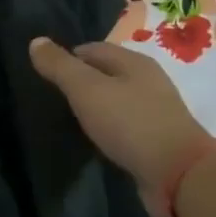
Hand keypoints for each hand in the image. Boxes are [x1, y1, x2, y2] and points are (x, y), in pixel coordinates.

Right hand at [29, 38, 213, 194]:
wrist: (179, 176)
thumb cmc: (130, 123)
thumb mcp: (87, 90)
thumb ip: (60, 66)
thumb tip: (36, 41)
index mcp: (134, 61)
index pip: (92, 49)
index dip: (67, 58)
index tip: (44, 75)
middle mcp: (148, 81)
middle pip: (106, 73)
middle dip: (81, 82)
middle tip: (53, 98)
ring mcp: (155, 111)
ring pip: (116, 100)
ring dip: (95, 107)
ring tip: (69, 120)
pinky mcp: (157, 140)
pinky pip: (125, 126)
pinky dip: (108, 128)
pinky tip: (96, 140)